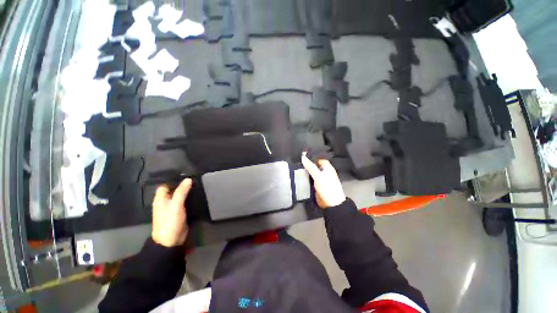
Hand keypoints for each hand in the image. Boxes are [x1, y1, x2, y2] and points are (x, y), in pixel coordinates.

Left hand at [151, 178, 191, 246]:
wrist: (171, 240)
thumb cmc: (170, 221)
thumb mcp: (176, 205)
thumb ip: (181, 192)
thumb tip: (188, 179)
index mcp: (160, 199)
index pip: (165, 185)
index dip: (173, 179)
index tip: (185, 174)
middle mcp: (165, 202)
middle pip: (173, 190)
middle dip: (182, 184)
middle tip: (194, 178)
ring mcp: (172, 208)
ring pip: (179, 196)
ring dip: (186, 191)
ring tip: (198, 184)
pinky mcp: (179, 212)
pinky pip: (184, 202)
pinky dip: (189, 198)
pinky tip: (197, 194)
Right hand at [301, 152, 345, 208]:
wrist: (331, 204)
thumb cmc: (327, 187)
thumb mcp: (318, 176)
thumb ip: (310, 166)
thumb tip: (303, 156)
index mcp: (327, 168)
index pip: (318, 159)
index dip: (311, 157)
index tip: (302, 156)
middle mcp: (324, 172)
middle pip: (314, 165)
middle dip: (307, 164)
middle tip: (297, 161)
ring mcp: (320, 179)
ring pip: (312, 172)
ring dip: (306, 171)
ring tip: (296, 167)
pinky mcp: (316, 185)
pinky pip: (310, 179)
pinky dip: (305, 177)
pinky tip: (299, 176)